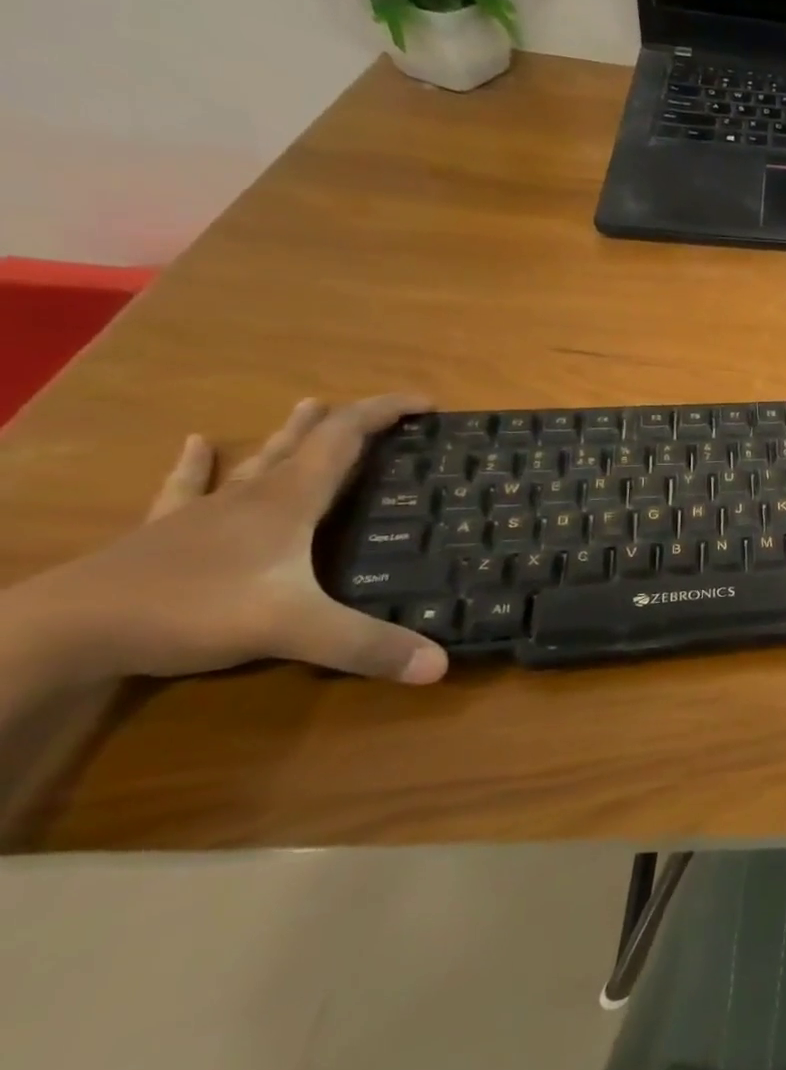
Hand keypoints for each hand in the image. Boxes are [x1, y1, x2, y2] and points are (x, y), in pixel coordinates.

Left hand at [15, 396, 447, 687]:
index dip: (386, 412)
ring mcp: (203, 513)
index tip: (427, 404)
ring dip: (289, 434)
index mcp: (288, 501)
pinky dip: (198, 465)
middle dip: (349, 421)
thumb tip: (440, 665)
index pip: (345, 437)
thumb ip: (366, 645)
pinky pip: (187, 488)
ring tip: (309, 406)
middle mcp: (251, 496)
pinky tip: (197, 444)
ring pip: (257, 461)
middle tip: (384, 412)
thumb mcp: (293, 630)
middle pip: (306, 443)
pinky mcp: (164, 535)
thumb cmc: (189, 611)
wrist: (63, 631)